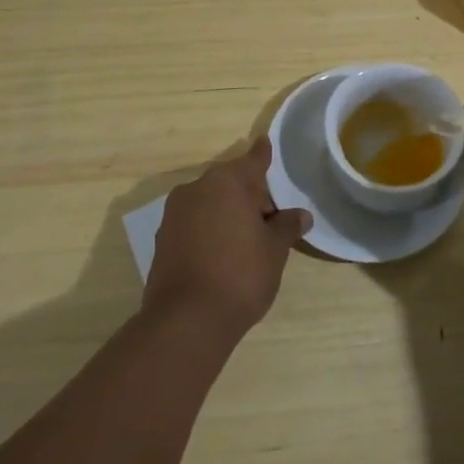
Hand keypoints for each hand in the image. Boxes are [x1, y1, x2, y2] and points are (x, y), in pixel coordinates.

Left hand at [142, 138, 310, 342]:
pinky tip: (223, 252)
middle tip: (270, 218)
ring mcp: (175, 214)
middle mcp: (197, 188)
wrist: (186, 321)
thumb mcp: (275, 250)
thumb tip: (300, 215)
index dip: (263, 155)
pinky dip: (210, 229)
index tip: (265, 142)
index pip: (252, 161)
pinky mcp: (163, 240)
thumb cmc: (240, 274)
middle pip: (230, 182)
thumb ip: (287, 226)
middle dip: (249, 195)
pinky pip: (194, 223)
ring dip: (228, 212)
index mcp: (227, 182)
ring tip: (248, 239)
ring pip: (210, 202)